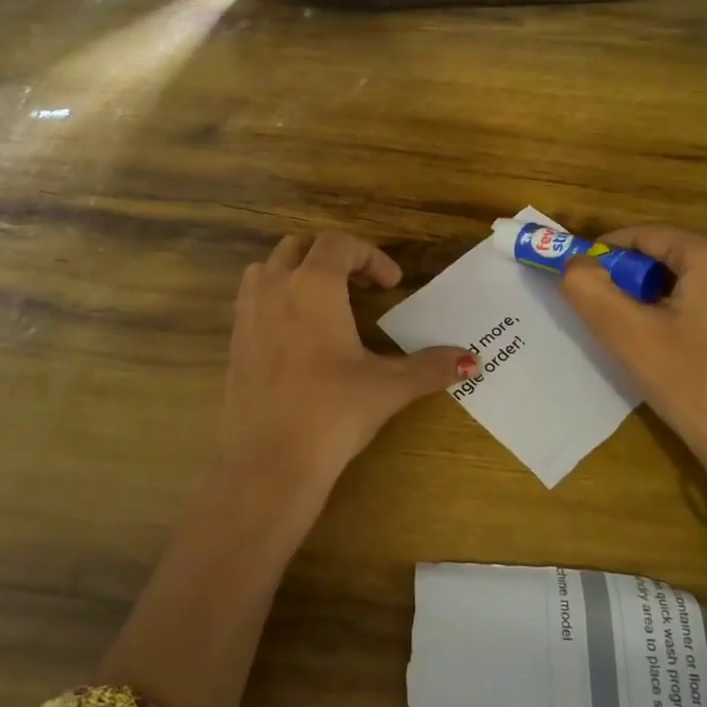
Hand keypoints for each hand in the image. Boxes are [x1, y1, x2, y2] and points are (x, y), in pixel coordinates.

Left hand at [211, 231, 472, 540]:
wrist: (269, 462)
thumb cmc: (332, 414)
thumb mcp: (388, 387)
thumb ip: (430, 367)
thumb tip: (472, 360)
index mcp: (314, 287)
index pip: (339, 244)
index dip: (371, 256)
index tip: (392, 284)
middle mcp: (275, 289)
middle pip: (300, 246)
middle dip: (334, 256)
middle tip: (361, 286)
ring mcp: (248, 314)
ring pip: (269, 267)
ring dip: (298, 271)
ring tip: (325, 302)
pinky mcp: (234, 341)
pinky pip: (252, 297)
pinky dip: (276, 297)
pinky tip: (297, 335)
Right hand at [560, 226, 706, 520]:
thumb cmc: (687, 383)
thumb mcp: (625, 334)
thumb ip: (588, 289)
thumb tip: (574, 264)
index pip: (646, 236)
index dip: (607, 254)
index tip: (584, 278)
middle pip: (675, 253)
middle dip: (639, 276)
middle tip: (615, 311)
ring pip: (700, 273)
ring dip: (667, 291)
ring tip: (648, 328)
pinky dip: (698, 305)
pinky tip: (687, 339)